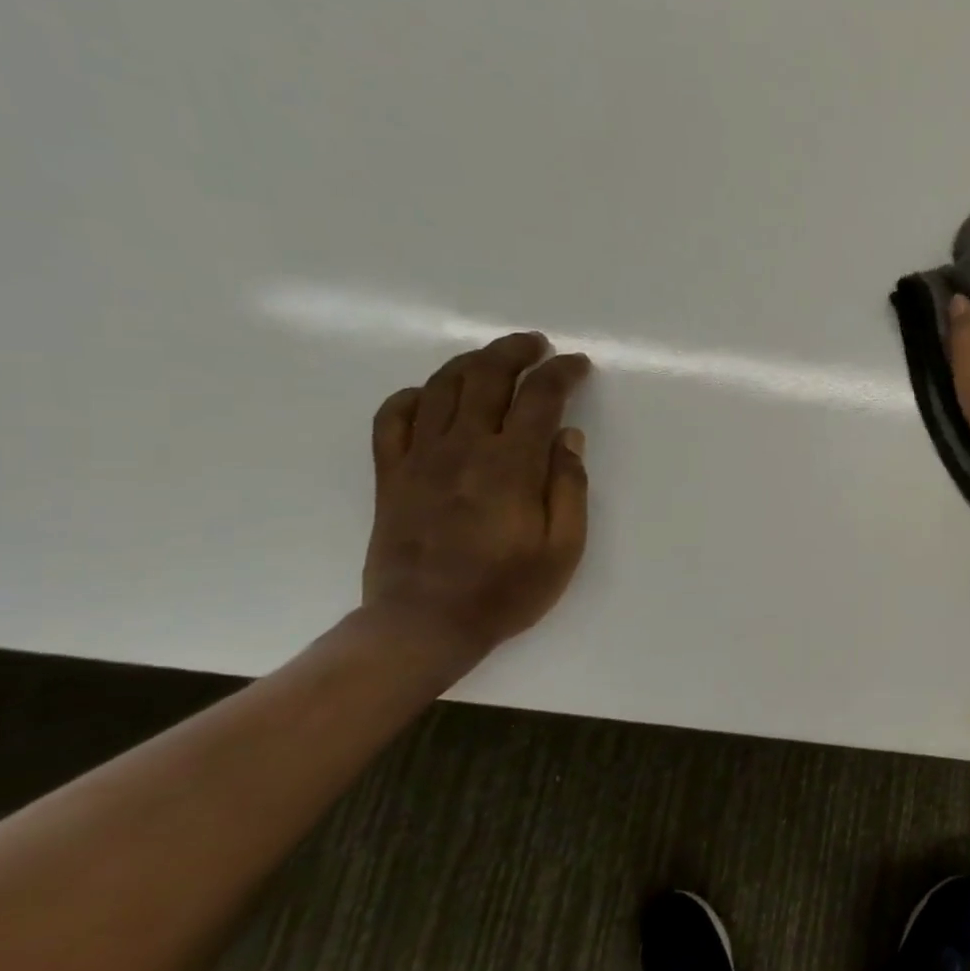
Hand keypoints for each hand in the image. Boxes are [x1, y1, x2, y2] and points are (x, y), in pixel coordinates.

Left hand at [361, 333, 592, 661]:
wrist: (424, 625)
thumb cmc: (506, 590)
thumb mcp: (564, 548)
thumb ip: (569, 487)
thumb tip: (568, 437)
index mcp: (511, 465)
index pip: (540, 397)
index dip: (562, 372)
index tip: (579, 365)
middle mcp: (463, 448)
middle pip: (486, 376)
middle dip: (515, 351)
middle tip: (538, 345)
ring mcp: (420, 458)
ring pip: (441, 386)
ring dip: (471, 362)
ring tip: (494, 359)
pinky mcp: (391, 474)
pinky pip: (392, 417)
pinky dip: (413, 396)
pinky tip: (431, 396)